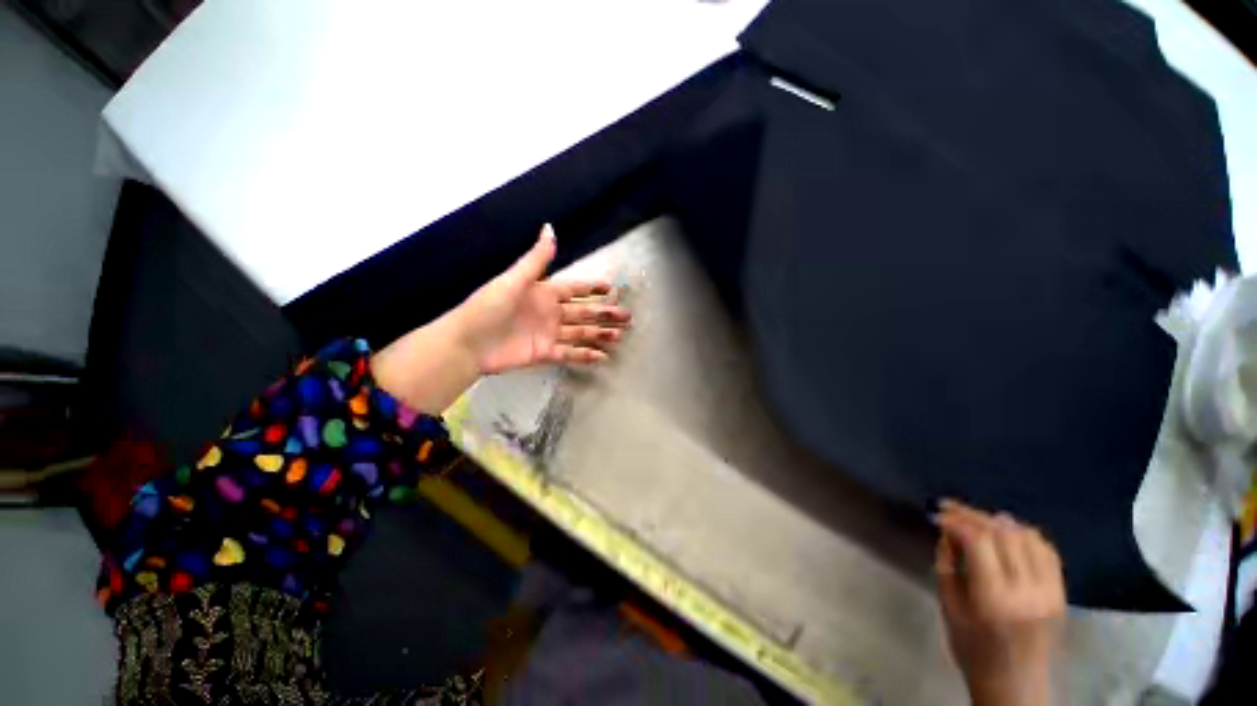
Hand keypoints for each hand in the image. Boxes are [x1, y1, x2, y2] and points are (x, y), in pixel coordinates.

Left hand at [455, 224, 631, 373]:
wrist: (468, 342)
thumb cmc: (489, 307)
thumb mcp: (513, 279)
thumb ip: (536, 259)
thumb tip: (550, 227)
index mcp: (544, 293)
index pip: (575, 289)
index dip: (592, 288)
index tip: (612, 288)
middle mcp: (550, 313)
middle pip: (584, 312)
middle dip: (605, 313)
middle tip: (627, 317)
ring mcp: (549, 334)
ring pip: (581, 333)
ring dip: (600, 334)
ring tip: (619, 336)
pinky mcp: (545, 353)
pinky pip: (570, 353)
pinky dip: (586, 355)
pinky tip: (602, 357)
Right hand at [934, 500, 1064, 705]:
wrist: (1016, 684)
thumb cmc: (972, 648)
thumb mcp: (948, 607)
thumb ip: (947, 564)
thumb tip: (947, 531)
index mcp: (994, 598)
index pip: (979, 541)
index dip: (956, 520)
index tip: (937, 513)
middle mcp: (1028, 590)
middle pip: (1004, 534)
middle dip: (974, 515)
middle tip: (951, 507)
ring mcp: (1050, 591)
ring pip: (1027, 537)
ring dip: (998, 522)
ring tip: (976, 519)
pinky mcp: (1061, 592)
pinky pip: (1046, 550)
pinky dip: (1024, 534)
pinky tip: (1007, 532)